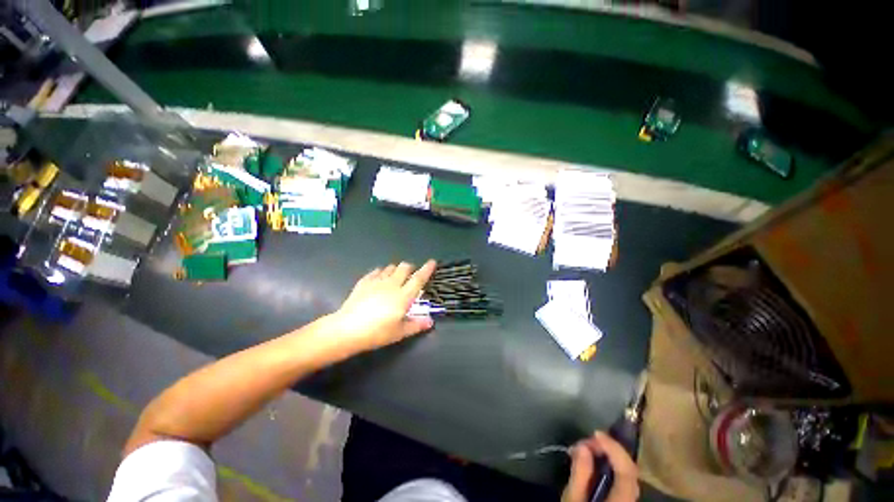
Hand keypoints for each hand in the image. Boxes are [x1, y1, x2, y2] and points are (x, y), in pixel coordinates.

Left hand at [331, 260, 436, 353]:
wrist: (347, 329)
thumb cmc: (377, 333)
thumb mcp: (399, 333)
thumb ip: (416, 325)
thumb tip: (430, 321)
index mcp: (404, 296)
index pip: (419, 278)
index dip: (427, 269)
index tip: (432, 262)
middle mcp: (392, 284)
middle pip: (405, 267)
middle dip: (411, 267)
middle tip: (411, 275)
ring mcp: (377, 281)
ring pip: (391, 267)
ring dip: (397, 269)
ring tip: (396, 277)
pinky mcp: (364, 281)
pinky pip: (377, 270)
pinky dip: (382, 272)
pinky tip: (380, 279)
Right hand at [562, 431, 639, 501]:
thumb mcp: (573, 499)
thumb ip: (580, 474)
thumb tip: (583, 446)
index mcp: (621, 501)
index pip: (627, 471)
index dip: (614, 448)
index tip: (596, 433)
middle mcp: (631, 500)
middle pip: (628, 470)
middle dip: (607, 449)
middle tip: (584, 442)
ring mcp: (628, 500)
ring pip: (625, 473)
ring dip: (607, 456)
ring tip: (584, 449)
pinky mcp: (622, 500)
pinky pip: (620, 478)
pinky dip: (608, 465)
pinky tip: (591, 462)